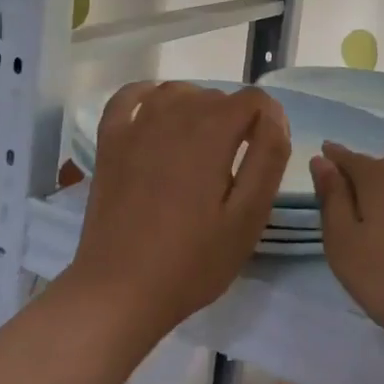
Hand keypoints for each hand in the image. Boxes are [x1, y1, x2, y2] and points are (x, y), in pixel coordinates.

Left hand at [71, 81, 290, 342]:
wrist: (120, 291)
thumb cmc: (192, 260)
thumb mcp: (248, 216)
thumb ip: (269, 157)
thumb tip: (274, 114)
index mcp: (212, 132)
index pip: (254, 99)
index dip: (270, 121)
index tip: (267, 156)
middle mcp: (173, 115)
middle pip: (217, 96)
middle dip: (236, 121)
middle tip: (235, 168)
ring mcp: (136, 125)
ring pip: (179, 92)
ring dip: (198, 109)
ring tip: (203, 149)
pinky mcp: (109, 141)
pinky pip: (129, 97)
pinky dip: (148, 96)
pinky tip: (157, 114)